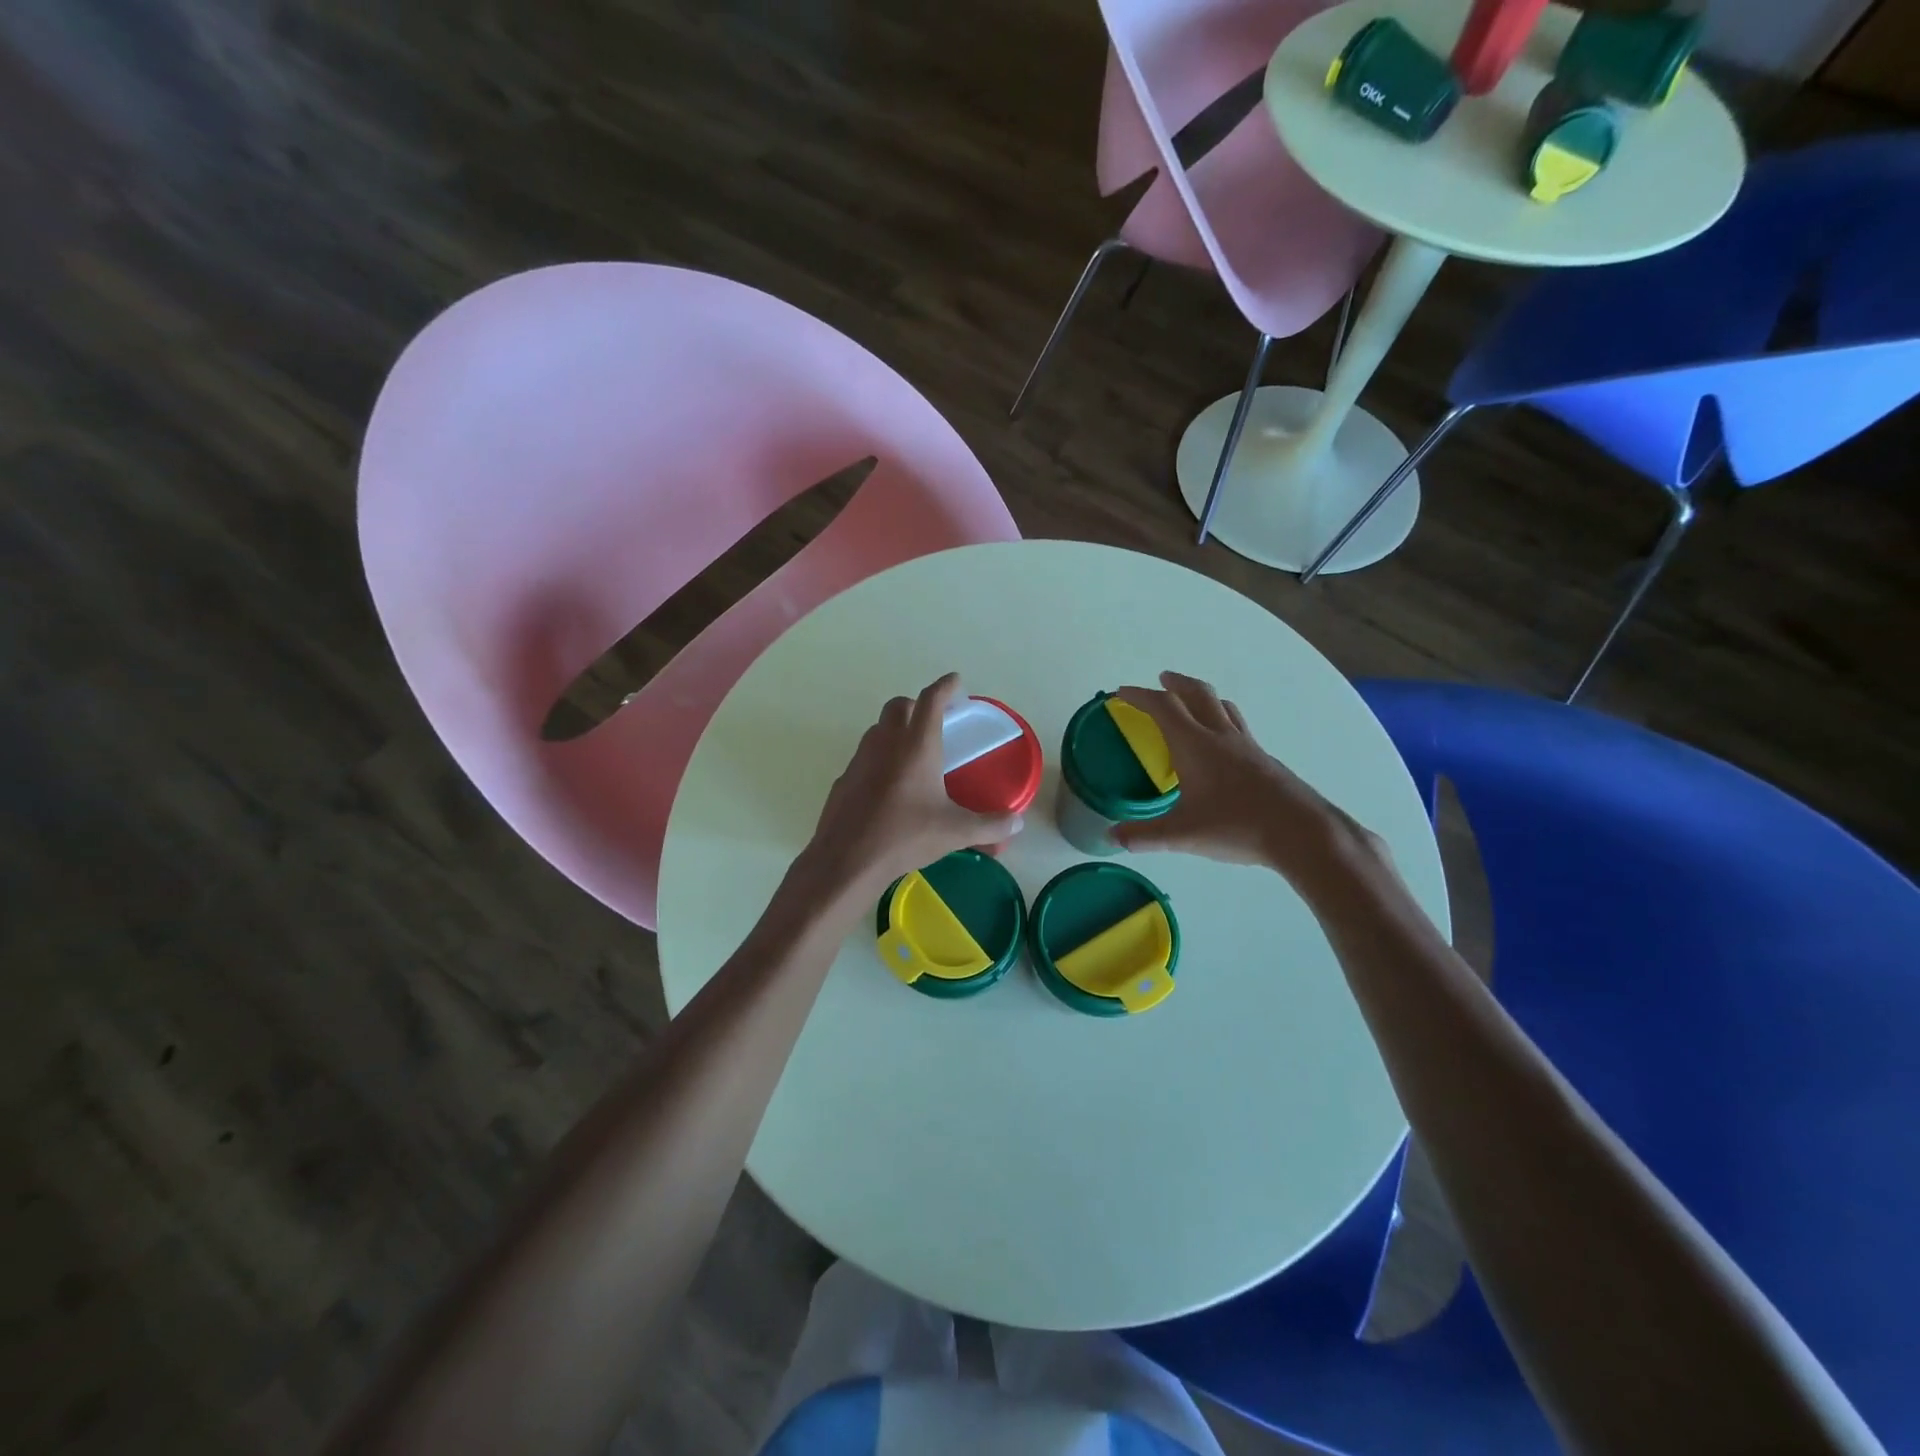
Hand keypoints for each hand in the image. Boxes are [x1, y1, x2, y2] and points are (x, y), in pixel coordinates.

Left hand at [798, 673, 1021, 902]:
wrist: (847, 859)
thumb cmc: (905, 836)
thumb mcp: (955, 832)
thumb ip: (990, 825)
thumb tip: (1017, 822)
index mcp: (916, 746)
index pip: (931, 700)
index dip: (946, 687)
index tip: (956, 682)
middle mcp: (886, 743)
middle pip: (899, 706)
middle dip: (918, 705)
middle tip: (935, 721)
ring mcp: (860, 759)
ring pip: (878, 729)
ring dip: (896, 729)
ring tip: (913, 753)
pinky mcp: (844, 779)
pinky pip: (864, 757)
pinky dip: (879, 758)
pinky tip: (889, 785)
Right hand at [1112, 672, 1382, 882]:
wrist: (1301, 832)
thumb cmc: (1237, 826)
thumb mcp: (1182, 834)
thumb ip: (1144, 835)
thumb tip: (1112, 837)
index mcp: (1195, 745)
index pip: (1163, 707)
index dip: (1139, 696)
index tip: (1121, 692)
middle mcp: (1221, 736)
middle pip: (1198, 694)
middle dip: (1176, 683)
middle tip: (1162, 679)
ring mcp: (1247, 746)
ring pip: (1223, 707)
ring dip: (1203, 697)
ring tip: (1193, 703)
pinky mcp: (1265, 760)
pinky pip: (1239, 727)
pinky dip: (1223, 720)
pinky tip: (1223, 744)